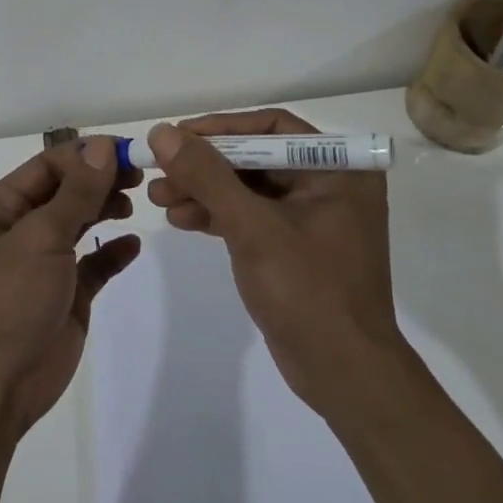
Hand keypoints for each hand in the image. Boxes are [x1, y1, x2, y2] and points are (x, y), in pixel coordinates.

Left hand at [0, 137, 141, 433]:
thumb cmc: (7, 298)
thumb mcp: (40, 236)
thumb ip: (77, 192)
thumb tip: (105, 147)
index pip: (47, 165)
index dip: (87, 154)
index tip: (129, 151)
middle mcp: (17, 228)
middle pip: (66, 190)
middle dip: (100, 179)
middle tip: (139, 175)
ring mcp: (41, 263)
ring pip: (79, 222)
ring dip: (105, 208)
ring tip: (135, 202)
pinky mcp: (64, 294)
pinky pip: (92, 264)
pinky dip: (112, 252)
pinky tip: (131, 244)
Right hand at [146, 110, 398, 415]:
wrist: (344, 375)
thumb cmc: (308, 291)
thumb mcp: (253, 228)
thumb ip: (207, 176)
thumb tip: (163, 132)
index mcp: (338, 169)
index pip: (272, 127)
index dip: (221, 128)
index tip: (177, 135)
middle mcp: (329, 184)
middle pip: (256, 157)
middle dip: (205, 165)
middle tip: (159, 170)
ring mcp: (311, 217)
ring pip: (248, 188)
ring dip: (204, 190)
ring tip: (159, 197)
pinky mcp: (294, 246)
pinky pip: (251, 216)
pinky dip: (218, 215)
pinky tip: (181, 220)